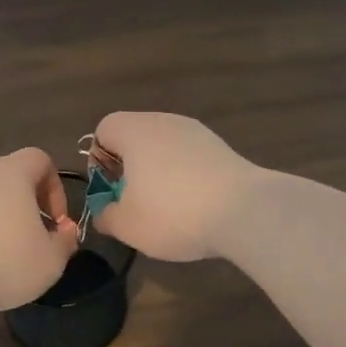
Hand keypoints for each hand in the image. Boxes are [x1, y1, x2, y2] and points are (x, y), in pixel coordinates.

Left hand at [0, 148, 77, 313]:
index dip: (55, 187)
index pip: (40, 159)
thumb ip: (65, 242)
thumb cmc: (3, 261)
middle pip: (7, 168)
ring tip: (4, 243)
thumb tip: (65, 230)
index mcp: (12, 172)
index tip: (56, 221)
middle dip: (23, 193)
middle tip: (29, 225)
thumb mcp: (50, 261)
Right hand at [88, 112, 261, 261]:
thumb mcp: (126, 225)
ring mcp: (197, 132)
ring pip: (164, 148)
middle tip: (135, 202)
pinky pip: (190, 158)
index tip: (112, 190)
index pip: (104, 130)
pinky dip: (186, 177)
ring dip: (159, 173)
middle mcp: (164, 121)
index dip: (100, 160)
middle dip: (130, 168)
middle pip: (135, 137)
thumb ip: (106, 215)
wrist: (245, 211)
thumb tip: (104, 211)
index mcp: (134, 130)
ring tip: (167, 208)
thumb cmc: (173, 212)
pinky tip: (195, 206)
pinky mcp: (222, 148)